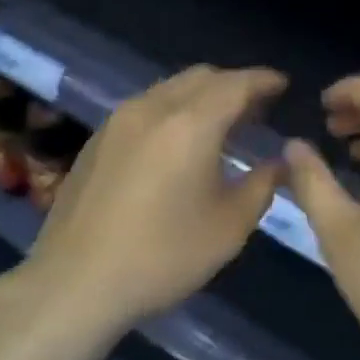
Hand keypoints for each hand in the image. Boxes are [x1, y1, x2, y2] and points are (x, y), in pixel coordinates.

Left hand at [14, 65, 286, 338]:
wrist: (76, 281)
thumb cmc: (163, 256)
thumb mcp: (229, 227)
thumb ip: (262, 185)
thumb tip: (280, 163)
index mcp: (190, 124)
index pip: (236, 84)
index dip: (264, 81)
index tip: (283, 85)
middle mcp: (152, 108)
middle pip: (201, 78)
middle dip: (233, 85)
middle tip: (257, 109)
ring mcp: (118, 121)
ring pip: (169, 89)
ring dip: (201, 97)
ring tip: (221, 125)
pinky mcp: (97, 139)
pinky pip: (146, 107)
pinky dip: (173, 111)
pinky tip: (177, 144)